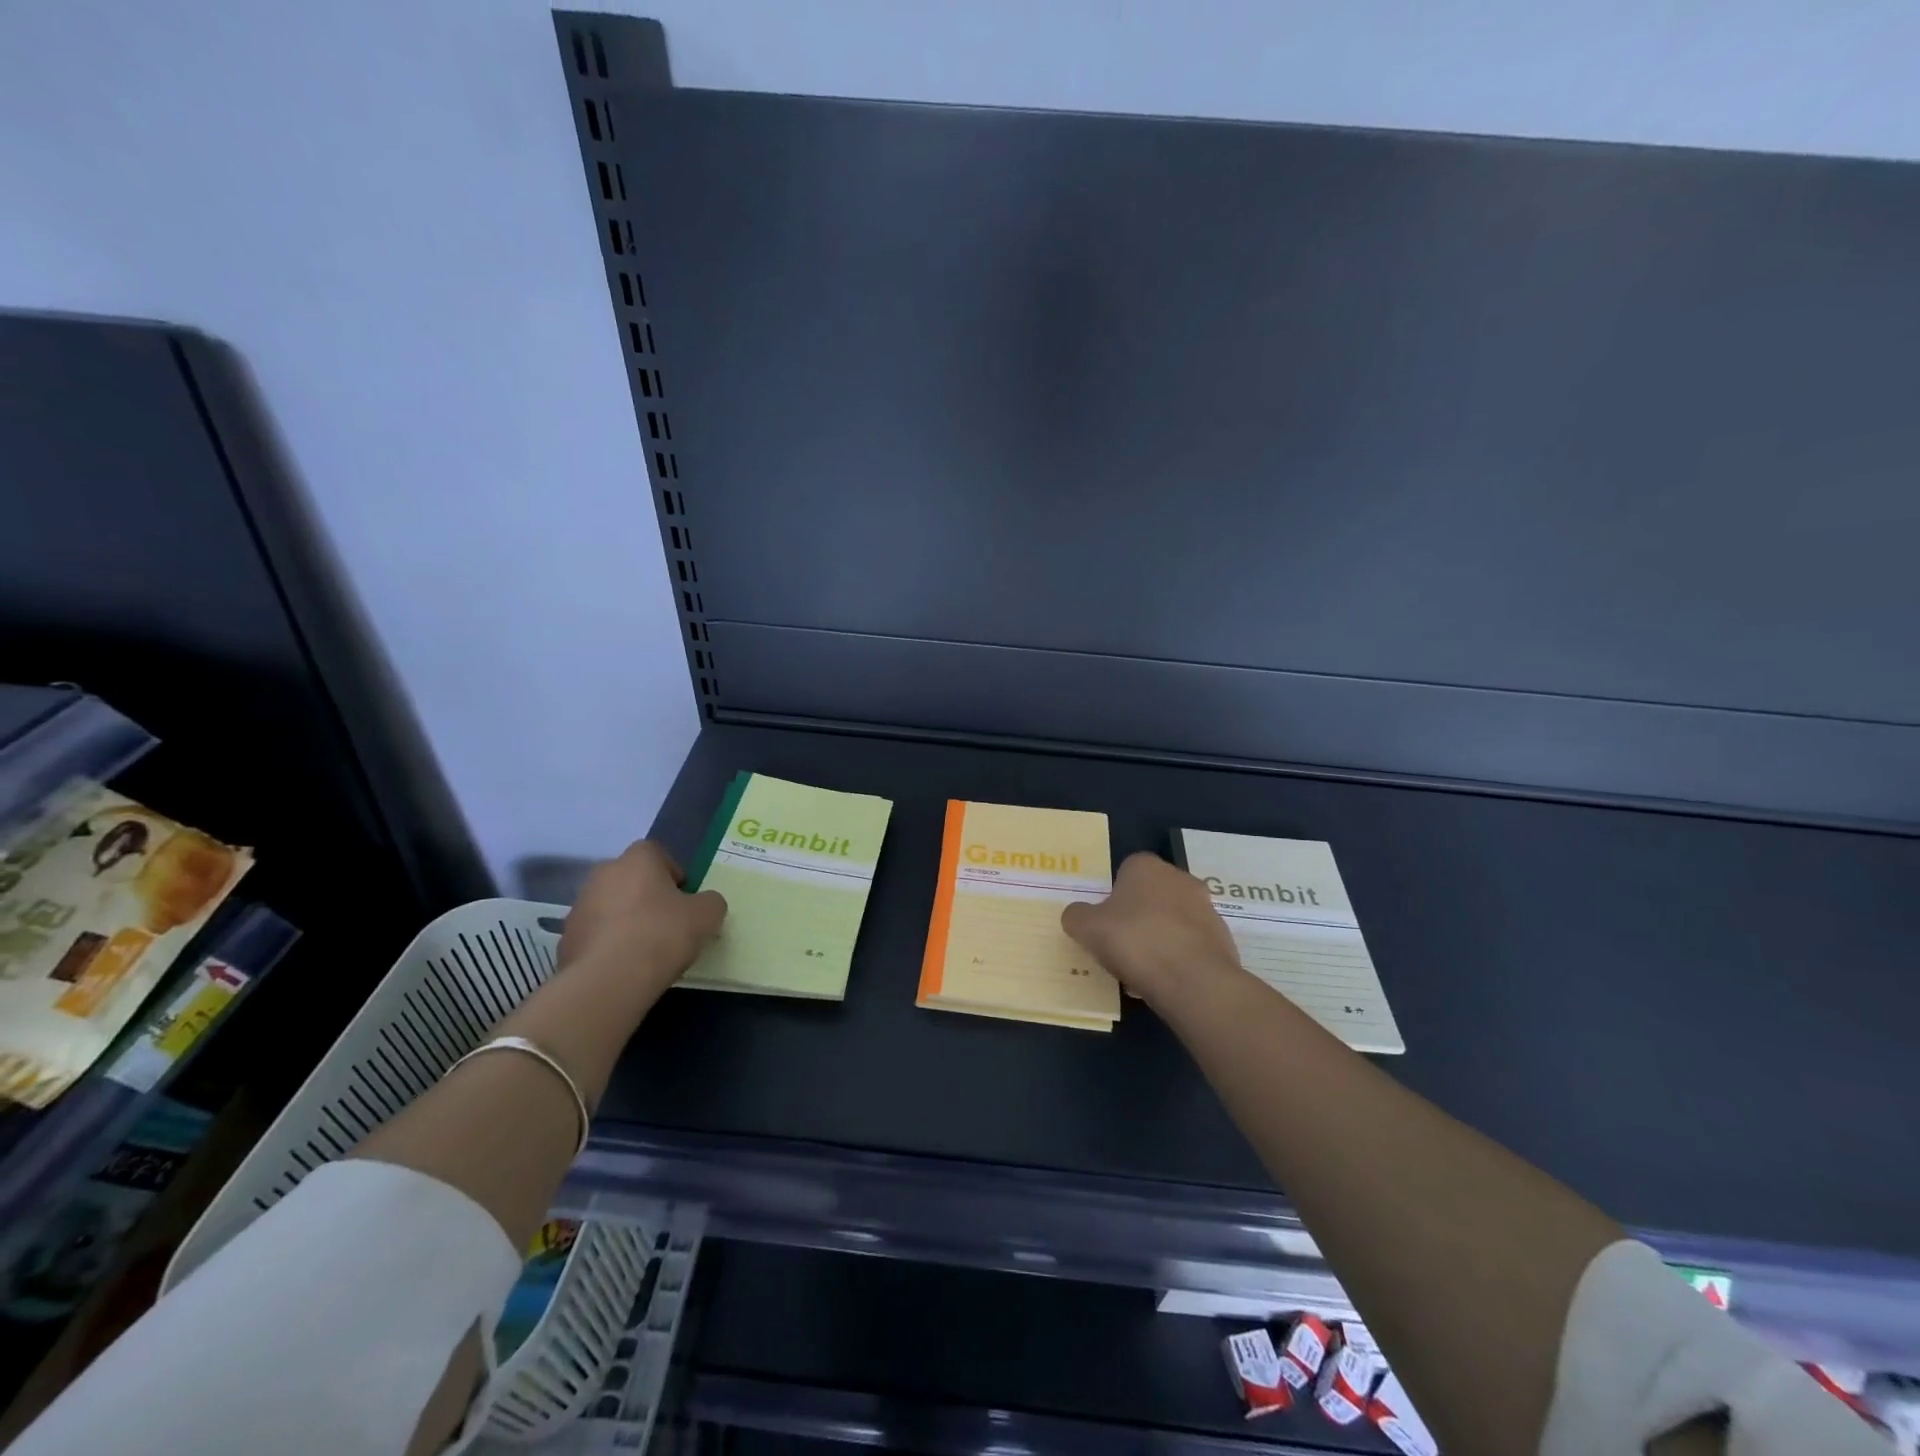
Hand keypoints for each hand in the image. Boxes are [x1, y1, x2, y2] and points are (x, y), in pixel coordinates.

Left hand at [557, 841, 725, 995]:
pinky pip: (594, 935)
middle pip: (630, 878)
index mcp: (637, 860)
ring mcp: (579, 907)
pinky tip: (623, 967)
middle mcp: (603, 874)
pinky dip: (607, 945)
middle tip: (666, 922)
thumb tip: (705, 904)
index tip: (684, 898)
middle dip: (646, 895)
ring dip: (624, 920)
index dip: (672, 873)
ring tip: (644, 949)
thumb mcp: (707, 915)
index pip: (656, 853)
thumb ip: (710, 902)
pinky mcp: (566, 940)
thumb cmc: (662, 934)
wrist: (609, 979)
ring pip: (609, 906)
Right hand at [1061, 851, 1246, 1010]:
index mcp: (1146, 866)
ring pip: (1171, 922)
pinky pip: (1190, 945)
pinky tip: (1164, 981)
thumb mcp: (1087, 928)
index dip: (1112, 897)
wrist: (1193, 980)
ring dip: (1158, 939)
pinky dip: (1177, 958)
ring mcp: (1206, 908)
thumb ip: (1076, 916)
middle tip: (1119, 946)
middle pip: (1150, 896)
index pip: (1125, 872)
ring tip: (1140, 971)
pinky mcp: (1222, 939)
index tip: (1104, 922)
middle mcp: (1180, 878)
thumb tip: (1077, 915)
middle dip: (1137, 917)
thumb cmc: (1135, 941)